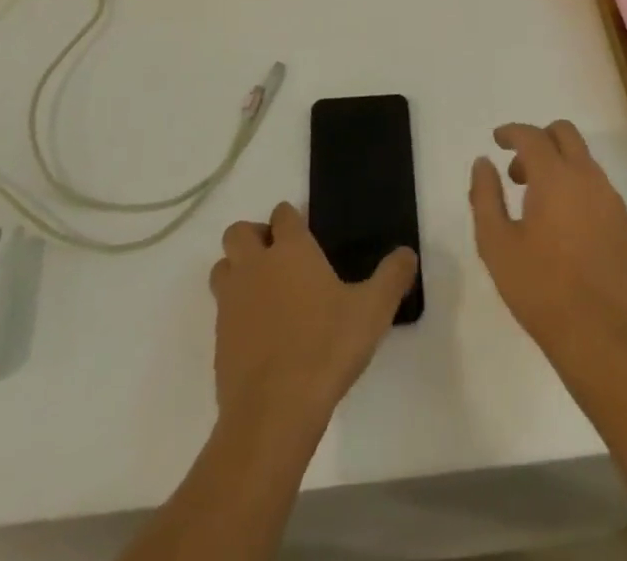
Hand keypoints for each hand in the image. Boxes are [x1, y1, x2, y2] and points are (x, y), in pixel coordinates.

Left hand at [210, 201, 416, 431]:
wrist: (273, 412)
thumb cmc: (325, 348)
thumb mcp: (373, 311)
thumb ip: (392, 277)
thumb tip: (408, 253)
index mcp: (291, 250)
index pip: (283, 214)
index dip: (292, 219)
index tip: (305, 233)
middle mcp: (255, 266)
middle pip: (238, 232)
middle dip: (254, 237)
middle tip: (278, 258)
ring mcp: (231, 302)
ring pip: (222, 267)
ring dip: (237, 270)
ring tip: (264, 292)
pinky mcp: (218, 339)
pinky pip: (221, 310)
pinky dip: (235, 312)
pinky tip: (259, 335)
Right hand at [469, 121, 626, 354]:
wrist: (599, 337)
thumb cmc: (539, 288)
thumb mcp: (496, 243)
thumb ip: (485, 196)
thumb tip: (484, 163)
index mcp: (555, 177)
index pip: (531, 135)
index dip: (511, 132)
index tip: (497, 140)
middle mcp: (588, 178)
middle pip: (565, 133)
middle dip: (539, 139)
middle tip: (519, 172)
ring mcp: (613, 201)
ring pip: (585, 161)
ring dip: (560, 166)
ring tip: (539, 205)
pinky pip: (600, 190)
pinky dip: (579, 191)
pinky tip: (567, 229)